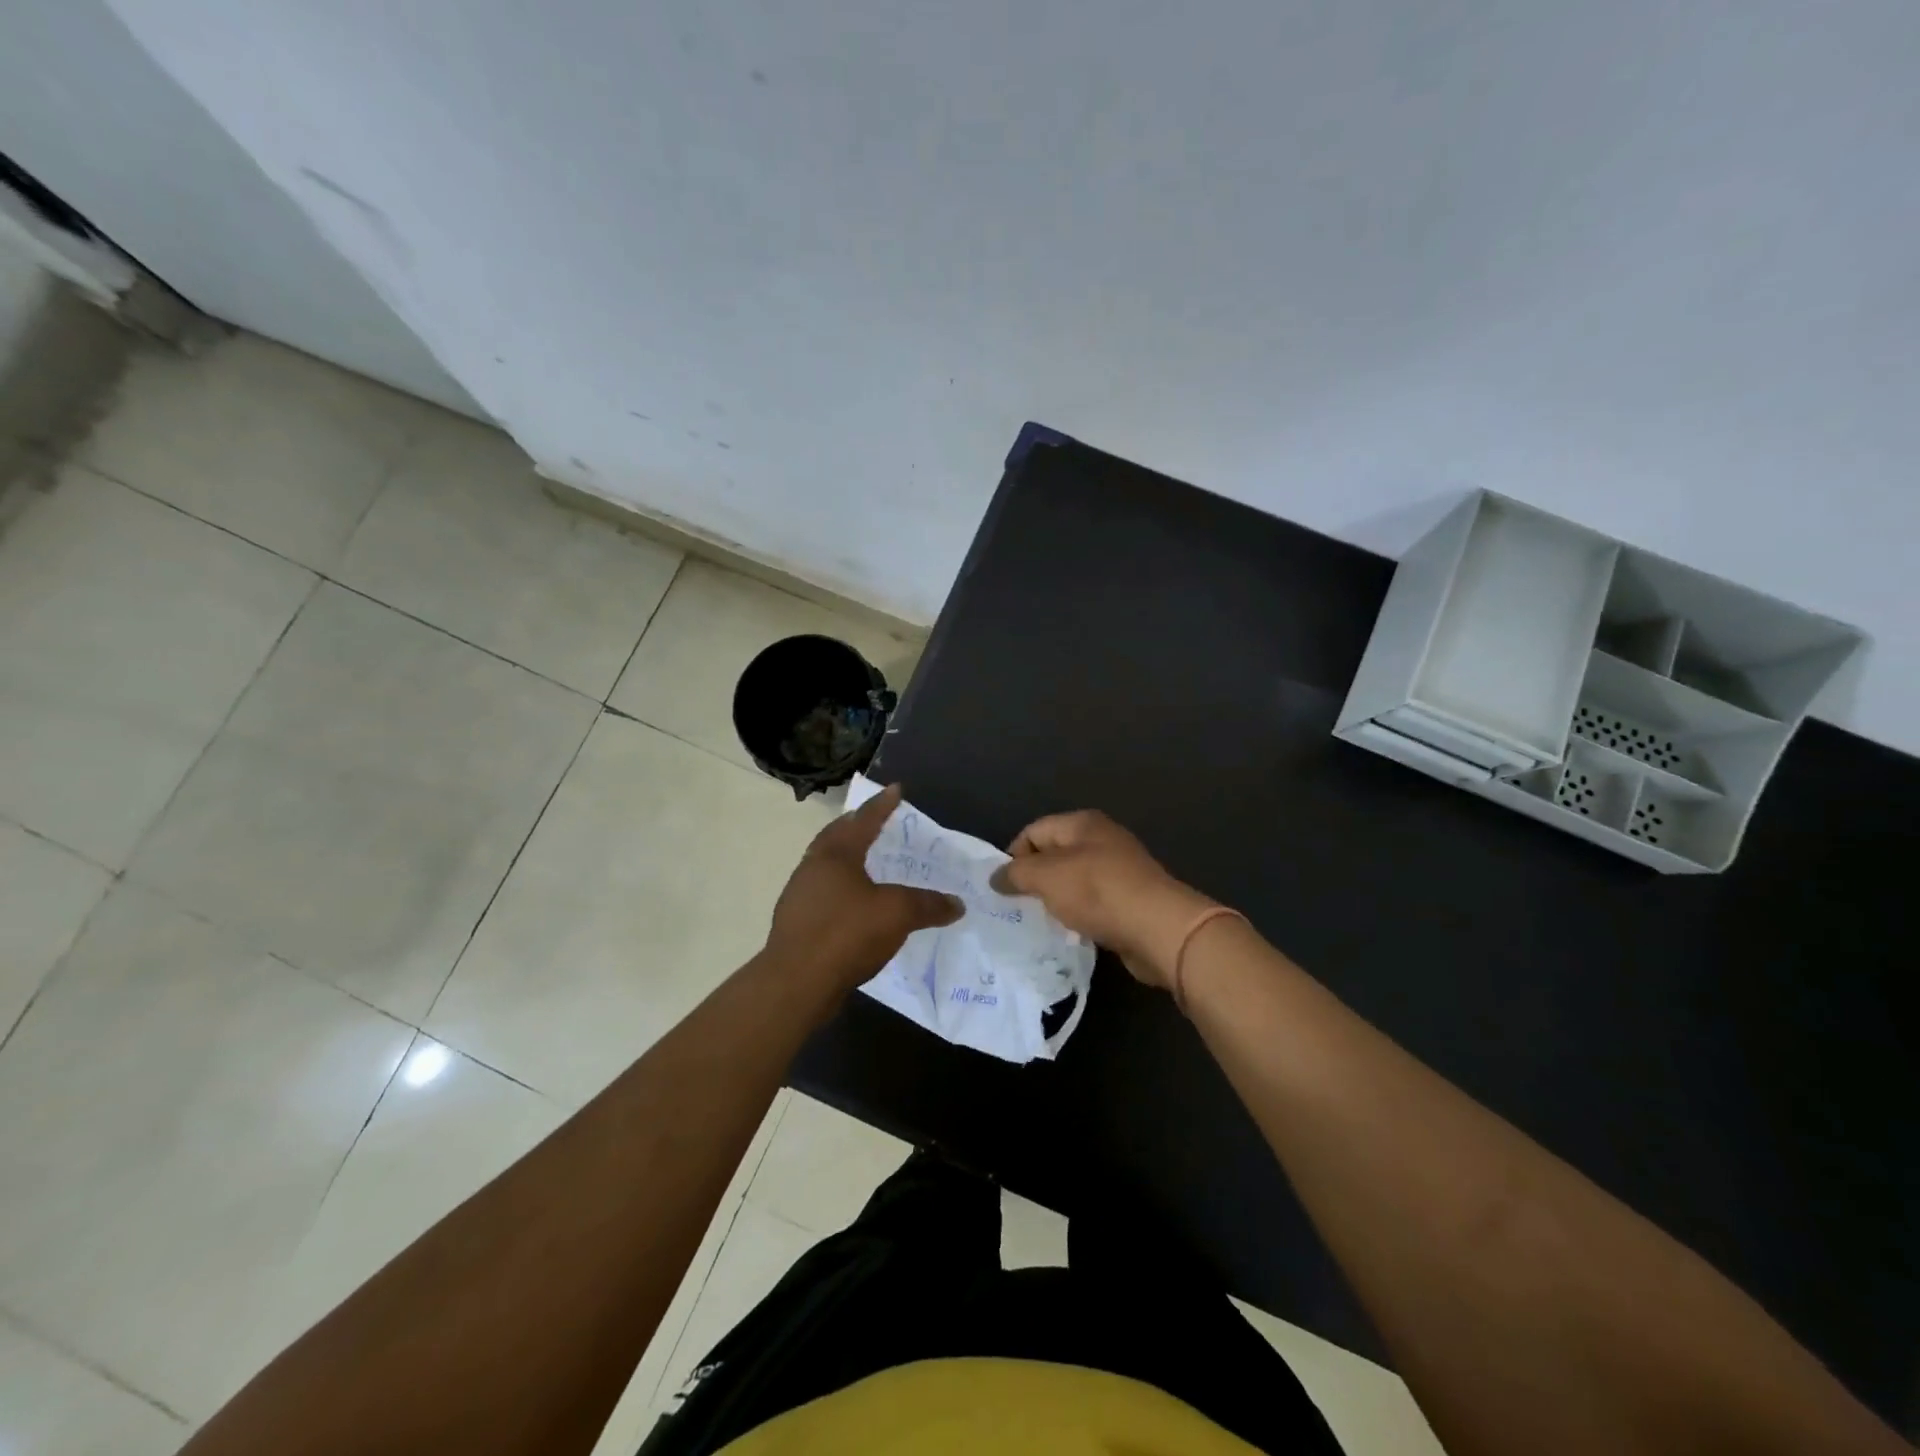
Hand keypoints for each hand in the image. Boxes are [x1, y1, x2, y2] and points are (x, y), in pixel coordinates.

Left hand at [766, 784, 963, 992]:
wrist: (795, 983)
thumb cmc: (846, 934)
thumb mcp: (897, 914)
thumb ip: (928, 905)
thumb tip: (957, 904)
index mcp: (835, 854)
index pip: (863, 820)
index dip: (882, 805)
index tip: (896, 789)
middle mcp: (813, 867)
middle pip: (836, 837)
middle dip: (856, 827)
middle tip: (875, 822)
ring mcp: (800, 895)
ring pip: (826, 866)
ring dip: (847, 859)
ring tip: (868, 863)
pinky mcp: (797, 923)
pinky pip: (823, 894)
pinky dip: (841, 889)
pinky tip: (855, 905)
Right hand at [990, 810, 1215, 989]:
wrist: (1159, 928)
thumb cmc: (1097, 892)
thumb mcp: (1046, 877)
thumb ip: (1016, 873)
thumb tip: (996, 877)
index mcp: (1082, 823)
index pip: (1034, 831)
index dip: (1014, 856)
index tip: (1003, 888)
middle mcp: (1101, 839)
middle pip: (1054, 855)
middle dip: (1034, 879)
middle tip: (1017, 907)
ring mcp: (1119, 870)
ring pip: (1073, 881)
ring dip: (1056, 900)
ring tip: (1041, 921)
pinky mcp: (1130, 899)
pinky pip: (1092, 903)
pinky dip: (1078, 914)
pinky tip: (1071, 931)